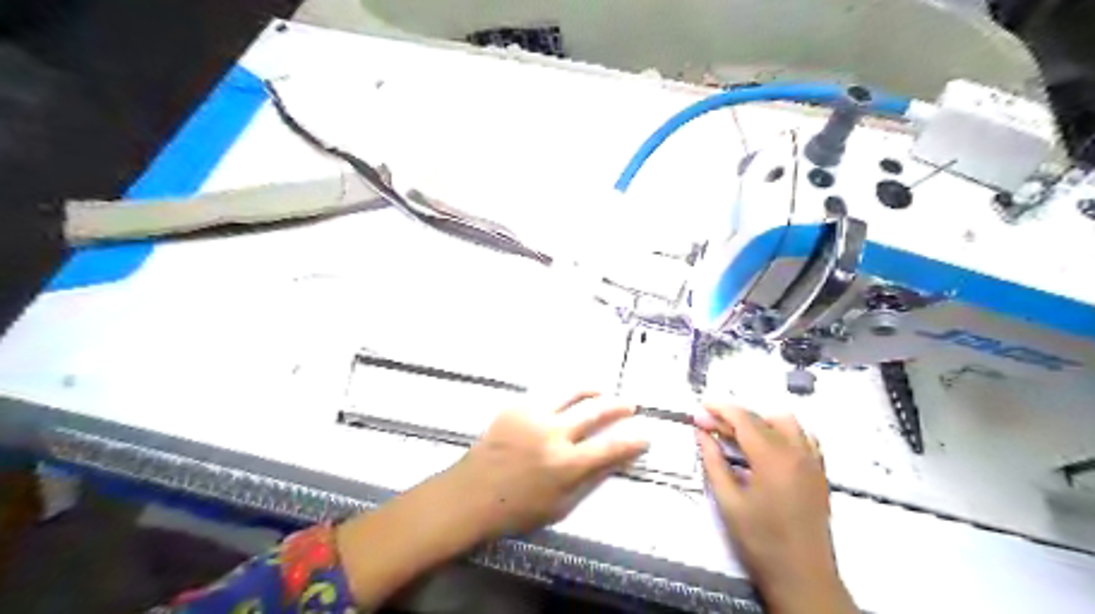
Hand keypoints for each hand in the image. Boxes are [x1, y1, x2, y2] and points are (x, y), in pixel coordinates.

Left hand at [447, 391, 641, 538]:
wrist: (471, 494)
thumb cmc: (517, 509)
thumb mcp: (560, 505)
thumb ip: (589, 479)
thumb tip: (615, 459)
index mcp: (566, 465)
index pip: (610, 448)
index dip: (632, 441)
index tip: (645, 436)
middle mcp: (553, 434)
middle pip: (595, 411)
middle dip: (618, 406)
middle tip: (629, 405)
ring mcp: (532, 416)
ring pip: (571, 393)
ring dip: (591, 391)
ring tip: (601, 392)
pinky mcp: (515, 407)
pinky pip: (545, 395)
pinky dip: (561, 396)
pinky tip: (565, 399)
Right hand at [691, 405, 854, 610]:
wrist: (803, 577)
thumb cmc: (761, 542)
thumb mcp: (728, 502)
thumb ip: (713, 462)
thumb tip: (701, 433)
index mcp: (772, 458)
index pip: (743, 418)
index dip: (719, 409)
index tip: (700, 409)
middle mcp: (797, 452)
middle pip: (763, 418)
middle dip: (734, 416)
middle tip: (711, 427)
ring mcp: (812, 461)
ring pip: (786, 422)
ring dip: (760, 421)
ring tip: (739, 437)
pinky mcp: (819, 472)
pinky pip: (804, 438)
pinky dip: (783, 433)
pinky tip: (768, 448)